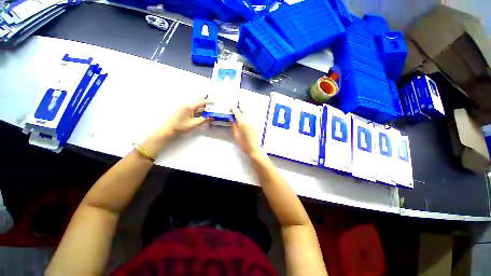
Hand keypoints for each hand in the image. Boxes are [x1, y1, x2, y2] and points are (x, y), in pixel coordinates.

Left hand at [162, 96, 211, 135]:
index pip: (201, 103)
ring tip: (203, 98)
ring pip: (193, 103)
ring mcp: (182, 107)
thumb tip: (211, 117)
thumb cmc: (182, 127)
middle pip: (196, 100)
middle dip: (202, 98)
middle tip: (207, 94)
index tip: (213, 102)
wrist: (169, 129)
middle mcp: (186, 105)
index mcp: (189, 107)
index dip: (208, 102)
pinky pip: (190, 105)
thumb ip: (204, 120)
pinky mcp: (181, 110)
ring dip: (199, 101)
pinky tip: (197, 107)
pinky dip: (195, 105)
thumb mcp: (194, 124)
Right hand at [231, 106, 261, 156]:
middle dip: (242, 106)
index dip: (234, 109)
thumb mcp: (236, 135)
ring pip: (248, 114)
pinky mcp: (255, 125)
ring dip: (245, 110)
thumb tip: (232, 120)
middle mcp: (249, 121)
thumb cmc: (243, 144)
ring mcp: (253, 123)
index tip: (231, 106)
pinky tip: (246, 115)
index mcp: (243, 123)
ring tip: (242, 107)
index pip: (238, 114)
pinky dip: (247, 115)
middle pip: (245, 111)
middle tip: (239, 101)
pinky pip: (251, 118)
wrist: (254, 149)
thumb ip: (234, 126)